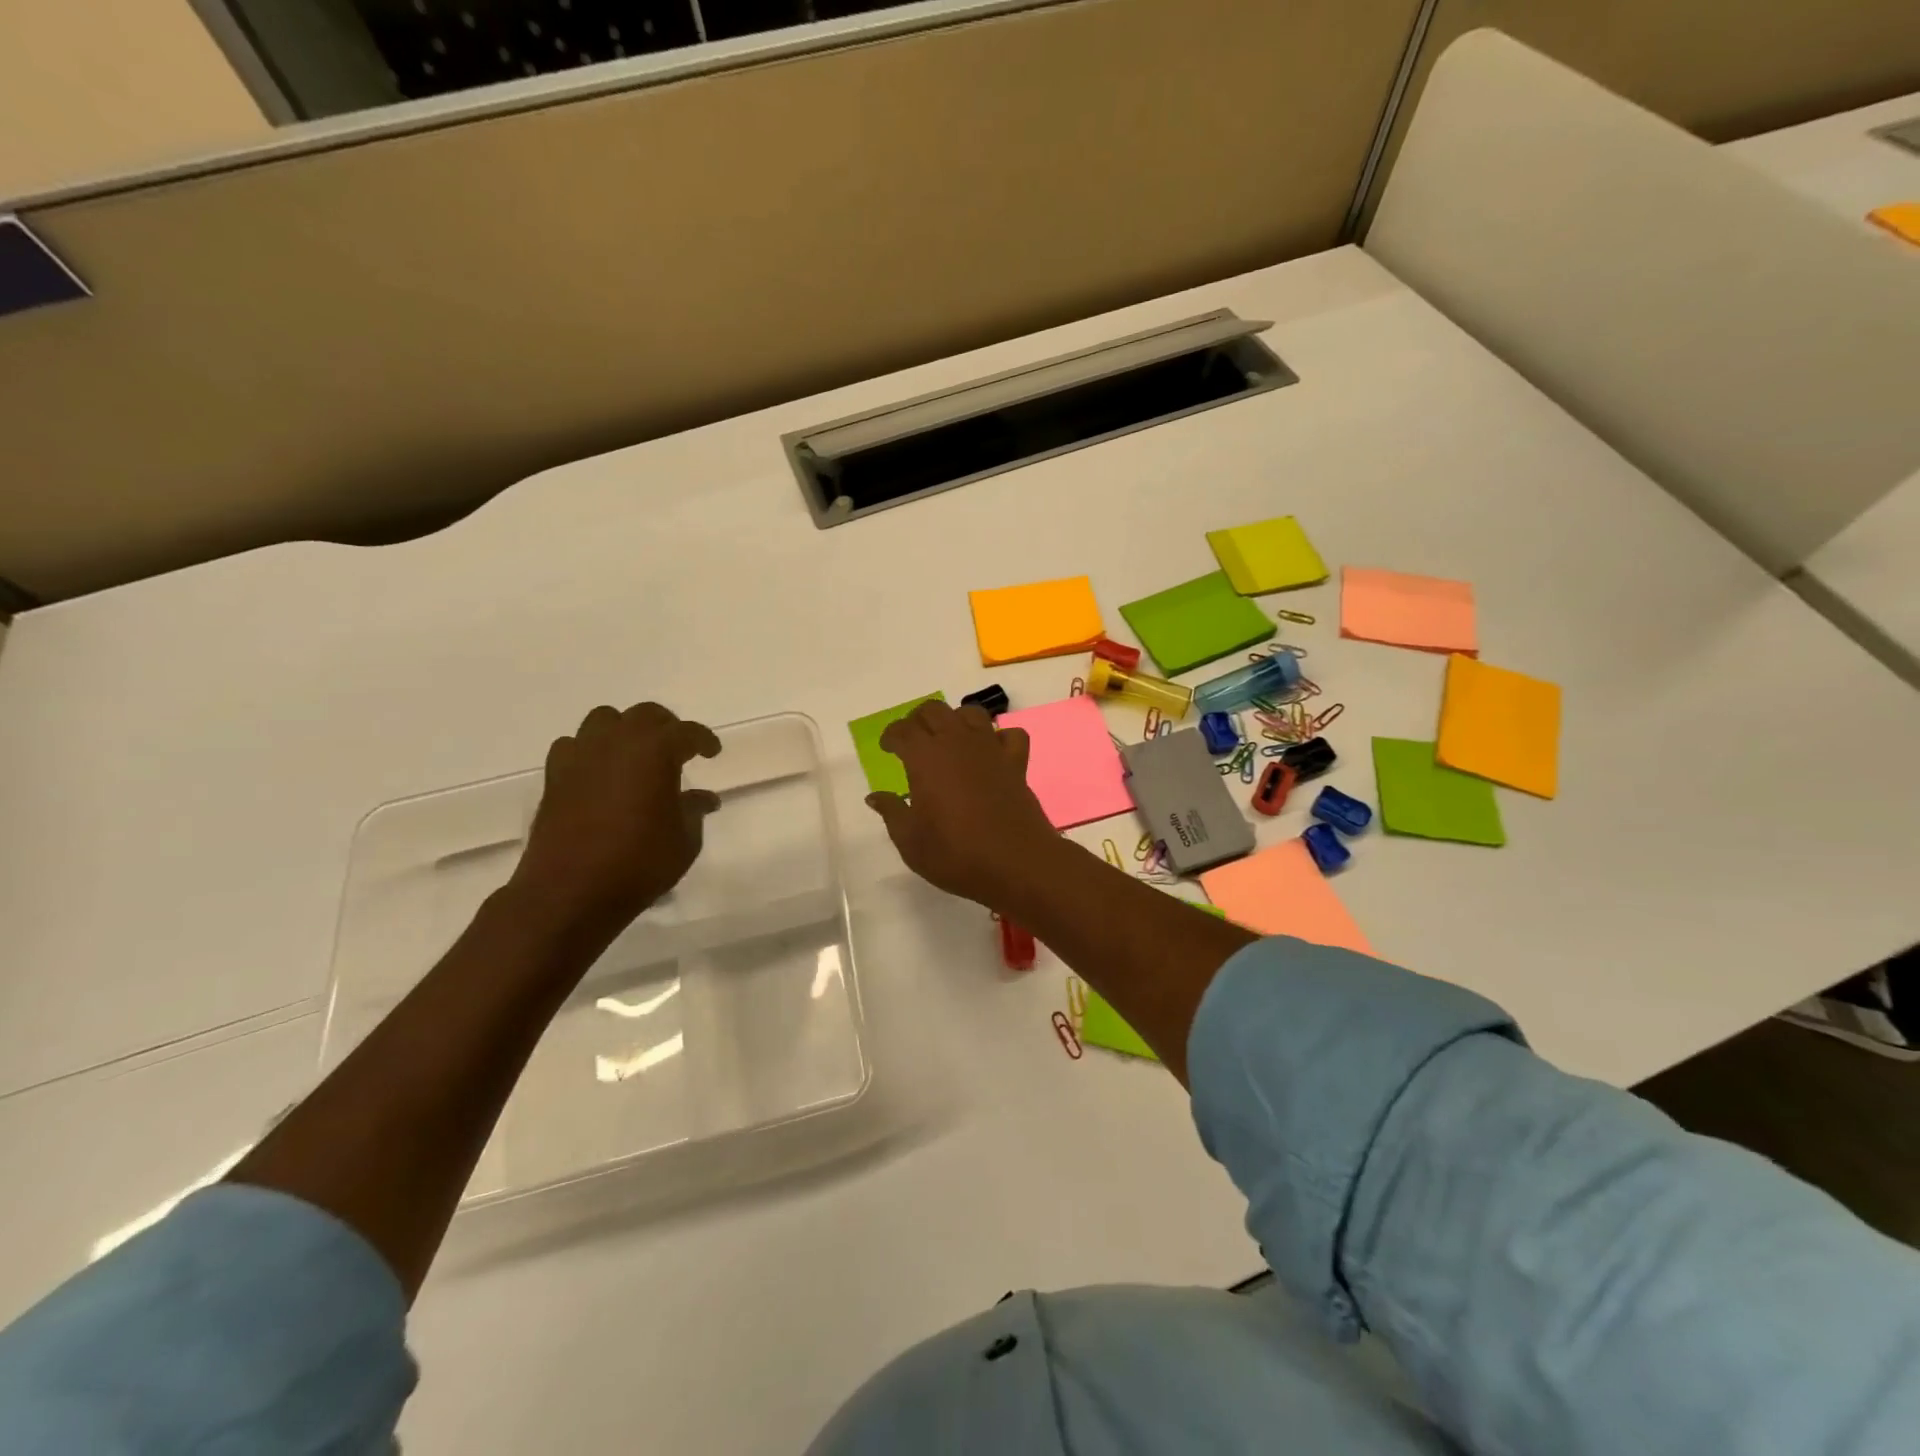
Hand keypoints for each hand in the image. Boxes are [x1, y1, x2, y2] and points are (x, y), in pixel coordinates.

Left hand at [509, 702, 721, 938]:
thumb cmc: (638, 864)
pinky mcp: (554, 777)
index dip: (704, 740)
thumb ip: (694, 811)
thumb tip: (703, 798)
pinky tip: (599, 773)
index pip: (686, 732)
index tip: (712, 752)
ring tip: (636, 754)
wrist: (570, 893)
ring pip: (604, 720)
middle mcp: (617, 742)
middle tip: (678, 749)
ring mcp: (581, 757)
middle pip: (644, 715)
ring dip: (624, 731)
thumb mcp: (684, 841)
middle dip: (666, 727)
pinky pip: (574, 746)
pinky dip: (590, 751)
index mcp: (655, 751)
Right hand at [865, 700, 1058, 909]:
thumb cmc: (955, 854)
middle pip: (935, 710)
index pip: (902, 730)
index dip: (891, 735)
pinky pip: (1009, 734)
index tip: (887, 748)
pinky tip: (991, 752)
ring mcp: (990, 749)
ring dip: (955, 720)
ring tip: (948, 740)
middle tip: (912, 740)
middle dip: (918, 720)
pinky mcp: (1016, 763)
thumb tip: (875, 796)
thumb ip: (892, 812)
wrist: (1015, 863)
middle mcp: (957, 742)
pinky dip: (998, 737)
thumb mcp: (910, 841)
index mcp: (925, 757)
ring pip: (971, 713)